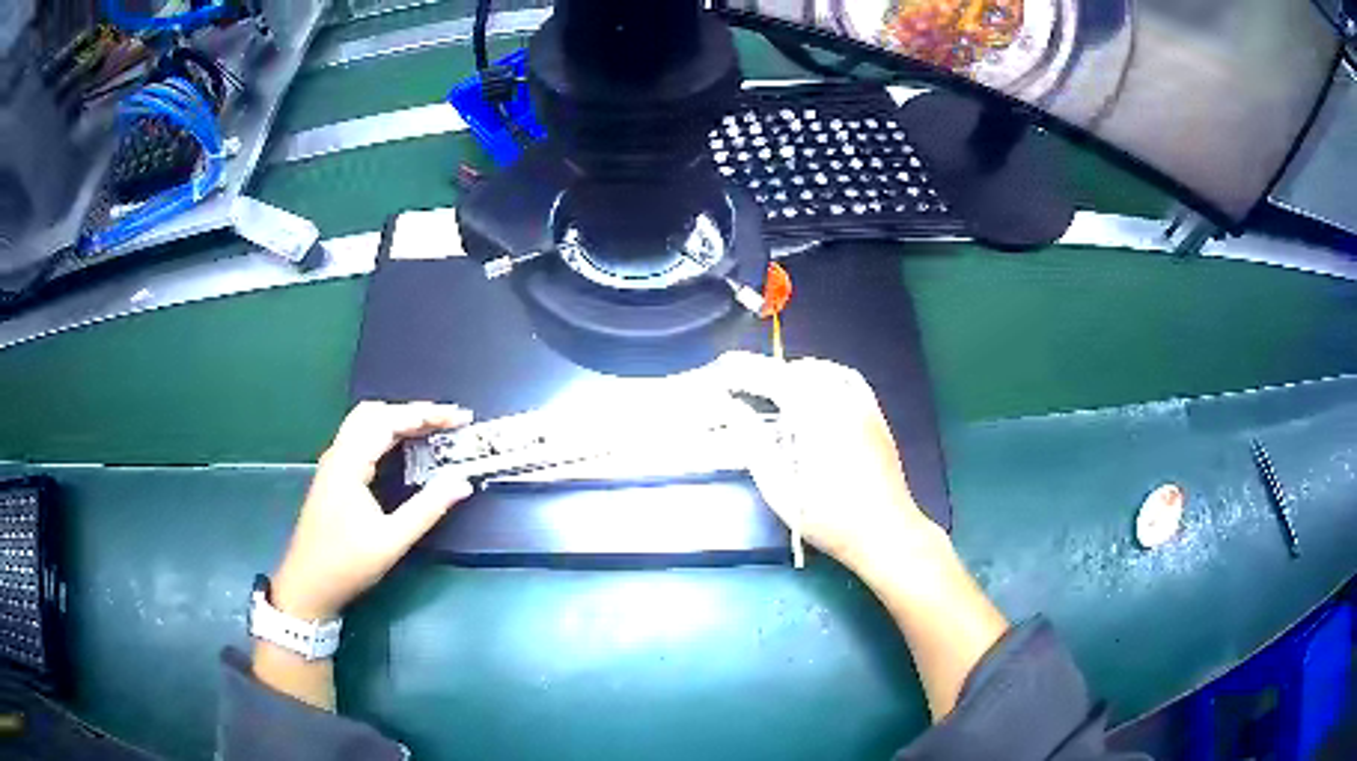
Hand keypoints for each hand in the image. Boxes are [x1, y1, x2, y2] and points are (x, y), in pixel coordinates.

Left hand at [271, 401, 474, 619]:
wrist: (308, 584)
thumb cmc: (347, 563)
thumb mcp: (392, 540)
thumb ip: (427, 509)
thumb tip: (462, 483)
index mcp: (349, 462)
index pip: (389, 420)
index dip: (426, 414)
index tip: (459, 418)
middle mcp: (339, 454)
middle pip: (374, 412)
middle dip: (412, 411)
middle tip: (446, 423)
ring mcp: (334, 464)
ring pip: (365, 424)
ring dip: (398, 420)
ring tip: (431, 432)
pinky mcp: (334, 476)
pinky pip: (361, 439)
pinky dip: (386, 434)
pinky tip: (403, 451)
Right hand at [715, 352, 939, 572]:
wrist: (886, 533)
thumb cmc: (830, 519)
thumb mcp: (782, 489)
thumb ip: (754, 444)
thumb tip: (731, 411)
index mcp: (817, 419)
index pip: (774, 379)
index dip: (745, 370)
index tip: (722, 368)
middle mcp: (842, 402)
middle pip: (798, 371)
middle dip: (766, 371)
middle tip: (740, 380)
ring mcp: (863, 406)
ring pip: (824, 371)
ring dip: (794, 372)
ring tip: (771, 385)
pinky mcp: (876, 416)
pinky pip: (848, 380)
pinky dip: (825, 375)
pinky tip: (815, 388)